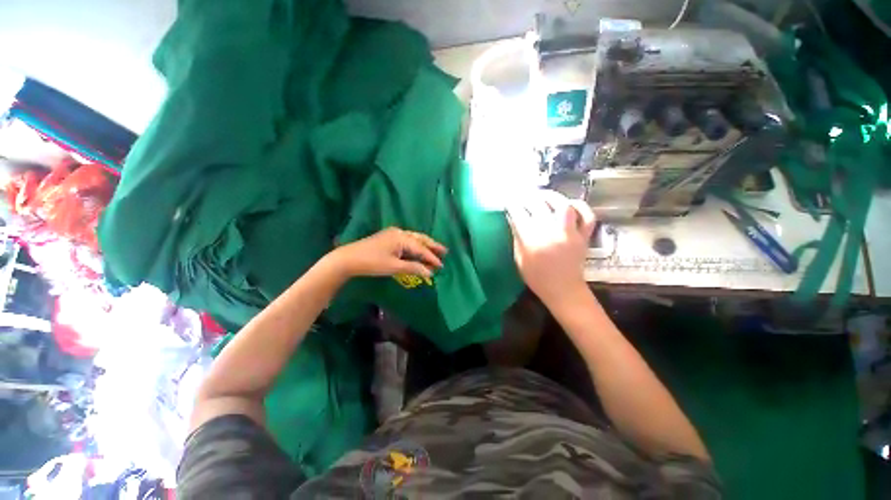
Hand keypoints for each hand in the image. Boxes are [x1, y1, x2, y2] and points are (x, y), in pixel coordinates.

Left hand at [331, 227, 446, 279]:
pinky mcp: (388, 238)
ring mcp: (393, 234)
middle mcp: (399, 232)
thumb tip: (430, 272)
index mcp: (402, 238)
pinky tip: (418, 250)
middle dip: (432, 246)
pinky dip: (415, 246)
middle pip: (420, 239)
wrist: (348, 259)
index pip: (421, 248)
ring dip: (424, 245)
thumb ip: (413, 268)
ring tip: (435, 250)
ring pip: (414, 238)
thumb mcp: (394, 266)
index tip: (442, 265)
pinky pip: (407, 240)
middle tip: (445, 251)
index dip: (432, 257)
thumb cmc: (372, 263)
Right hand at [507, 190, 595, 307]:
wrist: (564, 291)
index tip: (508, 202)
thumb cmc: (537, 278)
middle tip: (522, 197)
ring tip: (542, 195)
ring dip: (551, 196)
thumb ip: (517, 237)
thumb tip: (513, 218)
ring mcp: (570, 233)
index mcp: (532, 241)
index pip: (519, 214)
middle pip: (538, 205)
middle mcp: (551, 233)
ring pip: (563, 205)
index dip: (512, 205)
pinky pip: (586, 216)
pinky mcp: (583, 236)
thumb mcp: (520, 259)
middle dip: (527, 197)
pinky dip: (579, 206)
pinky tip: (569, 204)